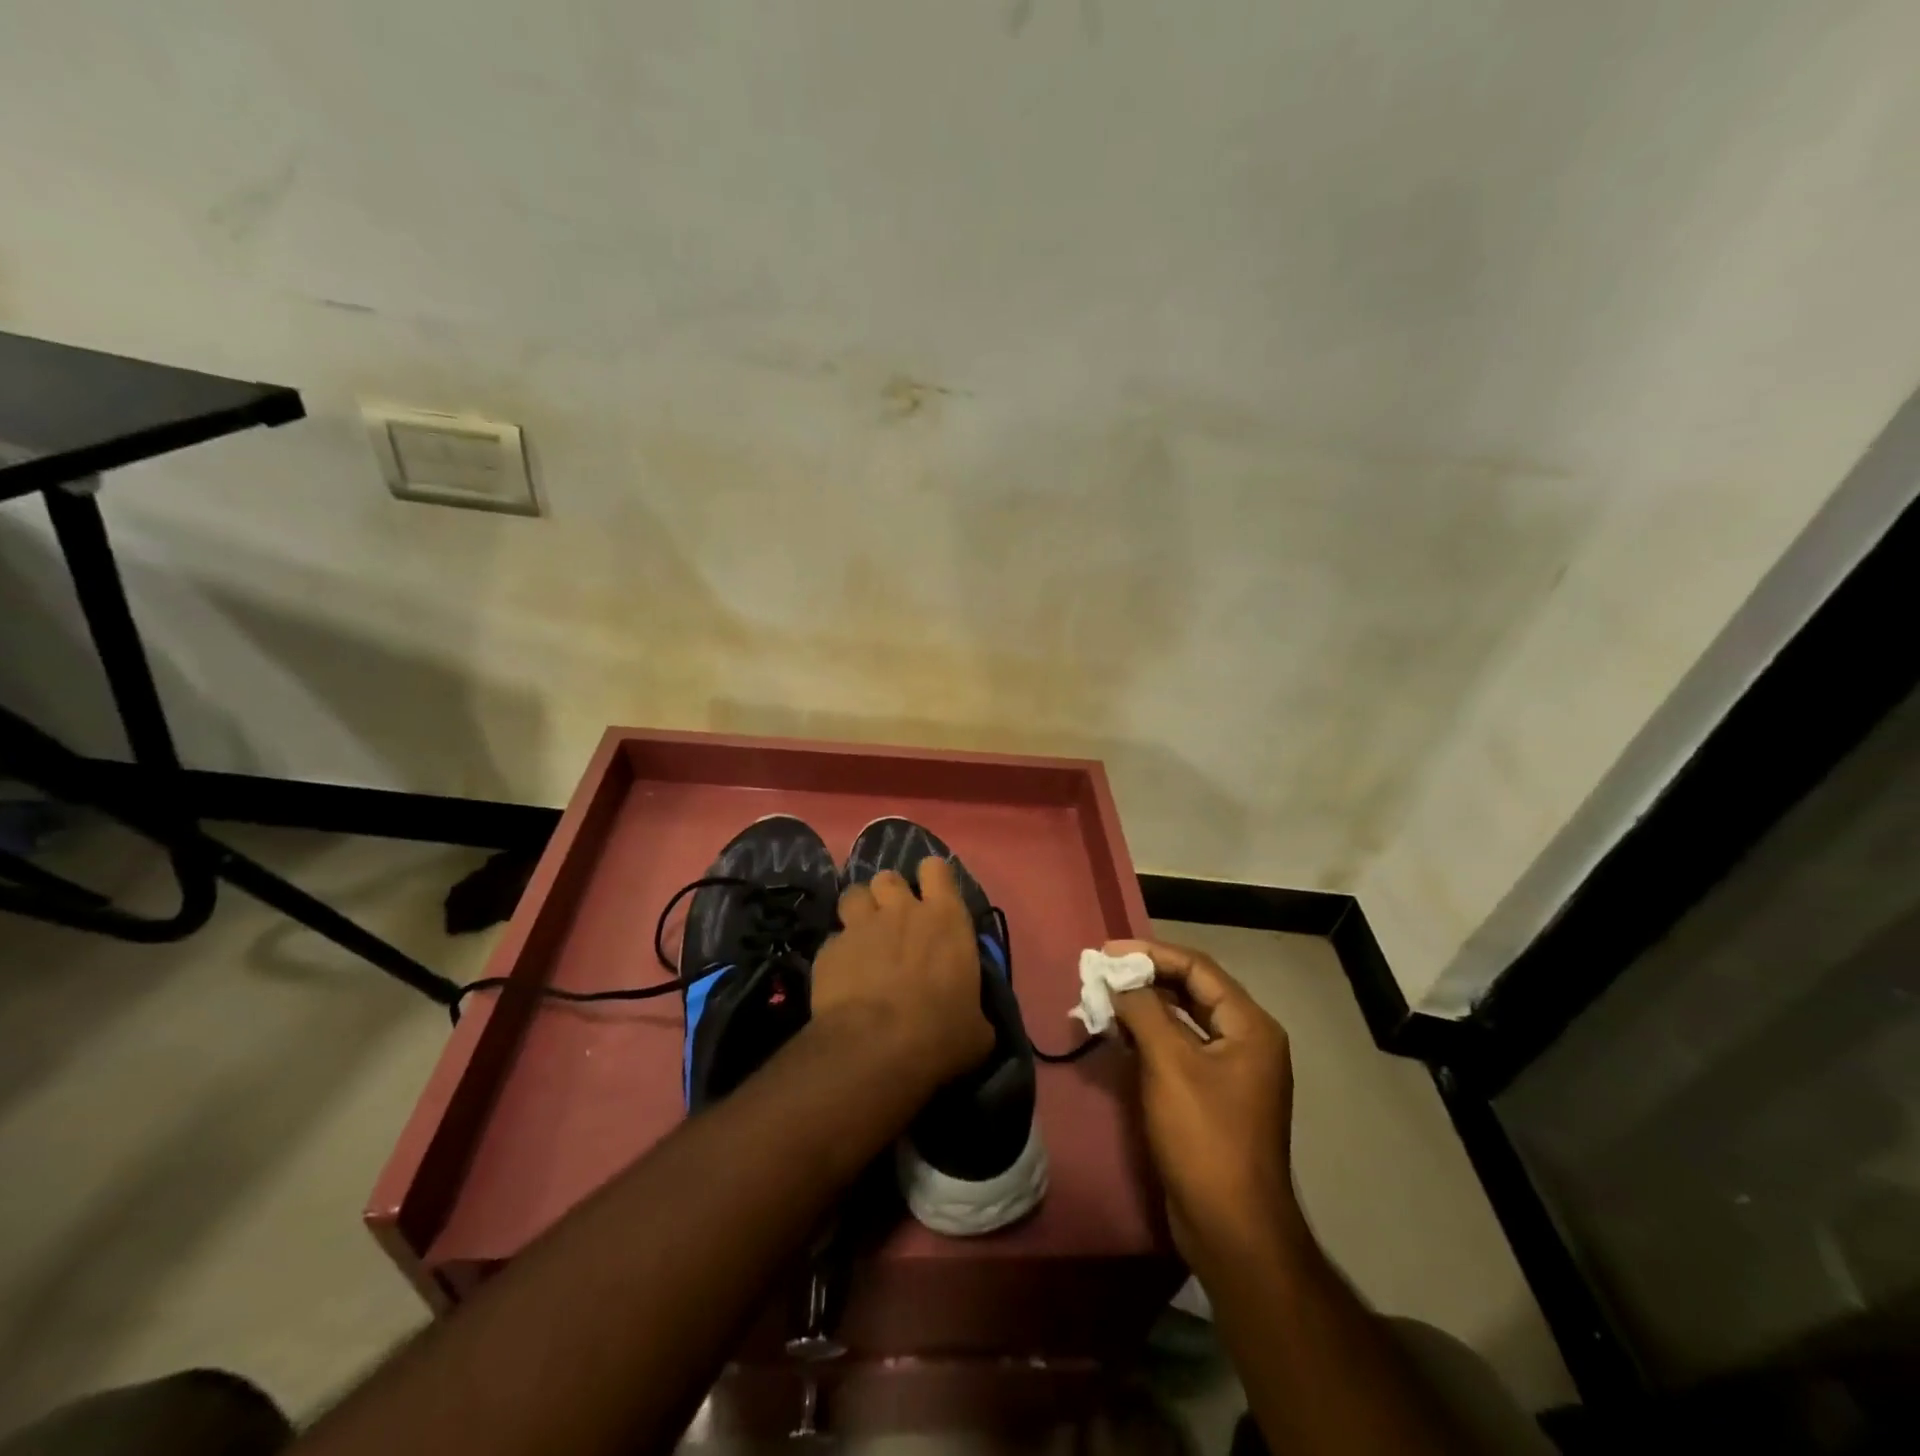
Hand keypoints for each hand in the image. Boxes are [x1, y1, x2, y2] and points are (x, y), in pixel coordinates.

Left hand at [810, 857, 993, 1090]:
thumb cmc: (939, 1034)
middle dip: (889, 893)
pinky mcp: (829, 950)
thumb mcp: (976, 1027)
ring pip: (855, 894)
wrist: (875, 1049)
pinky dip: (838, 953)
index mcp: (946, 919)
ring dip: (860, 909)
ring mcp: (861, 926)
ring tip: (863, 935)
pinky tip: (841, 976)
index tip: (931, 897)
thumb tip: (971, 1017)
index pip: (936, 869)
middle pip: (889, 877)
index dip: (931, 878)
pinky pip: (833, 940)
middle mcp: (902, 910)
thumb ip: (973, 1006)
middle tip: (893, 919)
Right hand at [1108, 939, 1298, 1270]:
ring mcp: (1230, 1070)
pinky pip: (1178, 1049)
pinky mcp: (1212, 1095)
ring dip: (1143, 1007)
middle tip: (1100, 971)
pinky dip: (1148, 1036)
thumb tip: (1117, 979)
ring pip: (1182, 1020)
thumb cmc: (1204, 1136)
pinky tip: (1117, 1034)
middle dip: (1145, 978)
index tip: (1106, 951)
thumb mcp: (1169, 1063)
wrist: (1231, 1228)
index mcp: (1249, 1025)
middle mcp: (1246, 1040)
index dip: (1151, 954)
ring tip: (1101, 998)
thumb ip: (1142, 1010)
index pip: (1197, 968)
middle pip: (1191, 991)